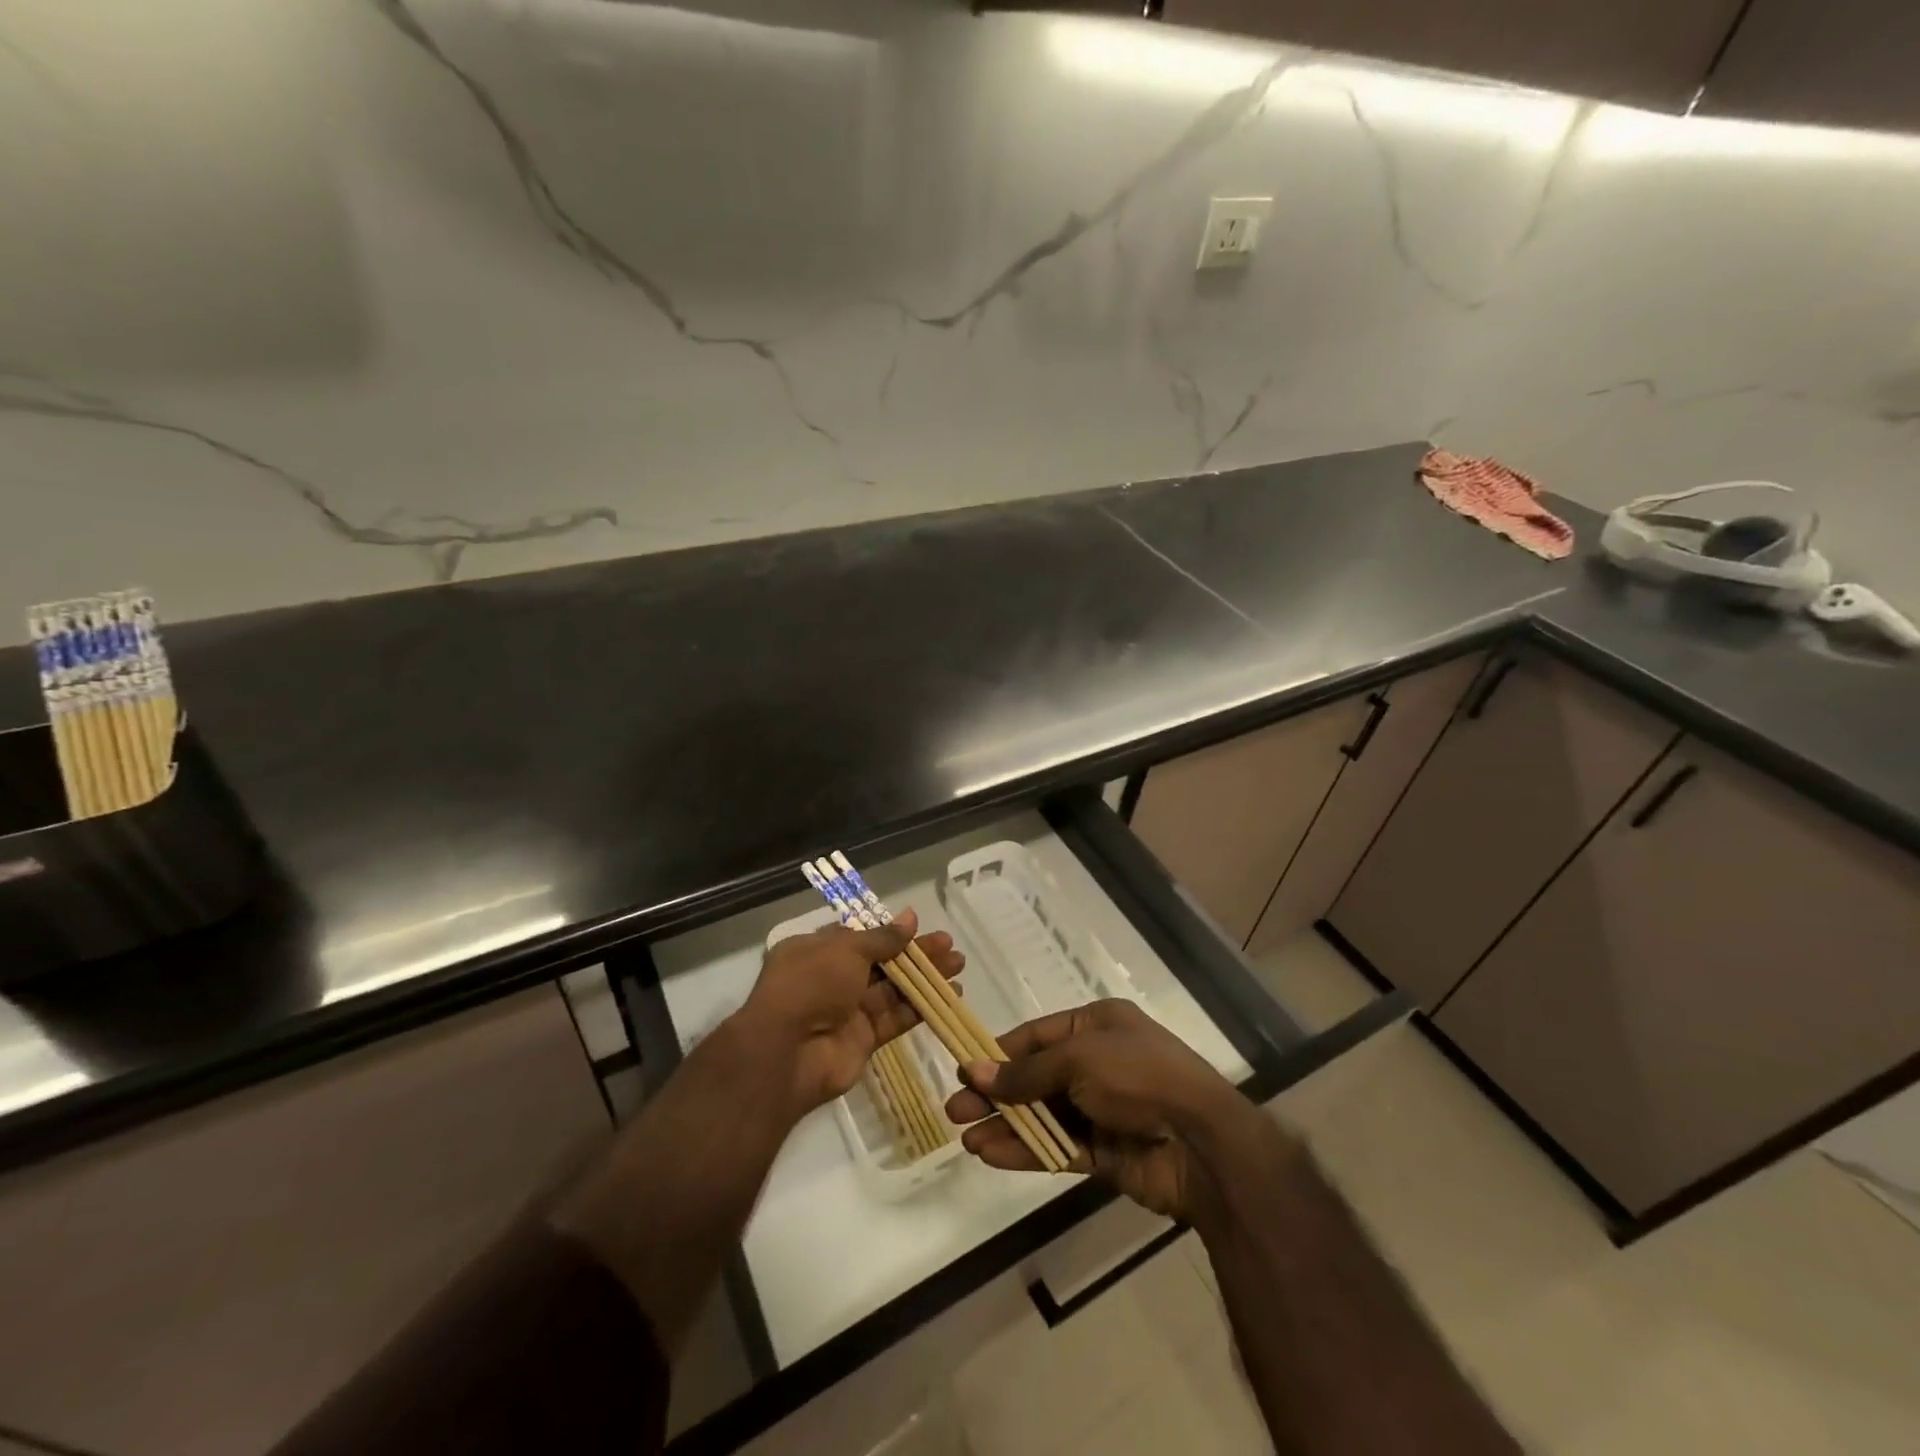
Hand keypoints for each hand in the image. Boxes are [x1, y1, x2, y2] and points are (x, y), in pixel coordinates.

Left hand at [737, 911, 963, 1117]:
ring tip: (959, 966)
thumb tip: (910, 917)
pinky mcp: (863, 1039)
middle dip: (915, 954)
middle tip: (949, 946)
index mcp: (816, 950)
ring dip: (925, 978)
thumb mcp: (846, 949)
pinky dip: (921, 1007)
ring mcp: (848, 1011)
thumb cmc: (811, 984)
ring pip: (893, 989)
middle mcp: (831, 978)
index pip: (858, 937)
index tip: (918, 928)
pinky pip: (896, 1018)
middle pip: (881, 962)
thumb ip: (883, 937)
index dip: (889, 933)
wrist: (787, 1052)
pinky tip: (949, 996)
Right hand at [944, 998, 1255, 1219]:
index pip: (1036, 1036)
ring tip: (965, 1137)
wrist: (1201, 1144)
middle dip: (995, 1093)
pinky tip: (991, 1155)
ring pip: (1041, 1115)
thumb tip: (974, 1071)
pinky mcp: (1103, 1151)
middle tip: (954, 1110)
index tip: (962, 1068)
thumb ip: (1026, 1072)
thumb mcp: (1079, 1060)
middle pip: (1034, 1077)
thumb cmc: (1139, 1077)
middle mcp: (1096, 1062)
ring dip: (1005, 1125)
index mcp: (1096, 1025)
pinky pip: (1055, 1146)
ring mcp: (1100, 1109)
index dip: (998, 1052)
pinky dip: (1025, 1150)